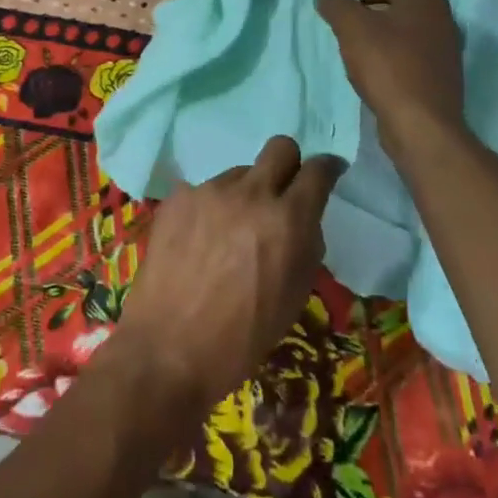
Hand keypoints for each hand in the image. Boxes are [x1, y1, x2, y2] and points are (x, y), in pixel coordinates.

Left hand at [105, 136, 343, 424]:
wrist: (168, 349)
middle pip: (280, 147)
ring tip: (230, 233)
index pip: (318, 170)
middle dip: (289, 164)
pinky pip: (205, 190)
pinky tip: (199, 240)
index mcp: (288, 220)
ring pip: (240, 173)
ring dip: (245, 194)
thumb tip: (303, 220)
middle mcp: (251, 194)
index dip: (328, 168)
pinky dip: (211, 208)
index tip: (329, 173)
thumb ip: (306, 246)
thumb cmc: (242, 337)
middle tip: (282, 193)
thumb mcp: (294, 297)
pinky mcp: (178, 197)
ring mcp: (210, 191)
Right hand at [315, 0, 467, 162]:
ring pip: (400, 34)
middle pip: (393, 7)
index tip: (334, 12)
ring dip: (376, 41)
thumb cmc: (387, 66)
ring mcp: (445, 49)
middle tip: (340, 33)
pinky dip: (389, 62)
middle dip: (364, 17)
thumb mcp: (352, 28)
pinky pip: (408, 58)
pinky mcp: (440, 77)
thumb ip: (336, 4)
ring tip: (353, 56)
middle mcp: (441, 17)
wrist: (422, 125)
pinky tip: (373, 78)